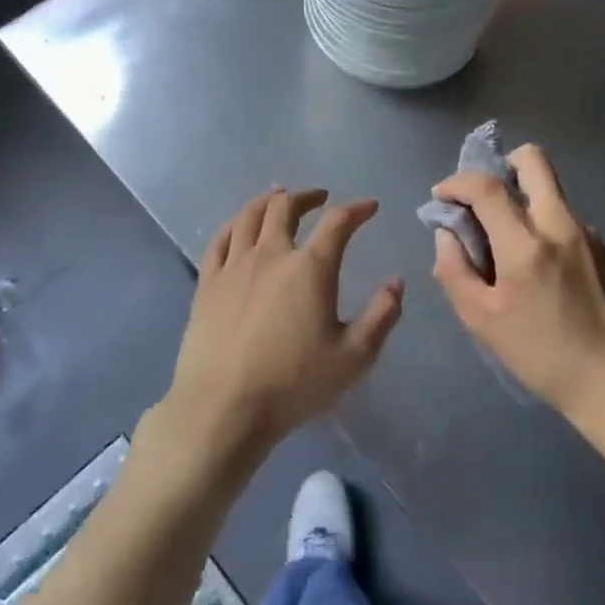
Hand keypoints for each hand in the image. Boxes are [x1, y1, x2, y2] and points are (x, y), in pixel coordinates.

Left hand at [162, 187, 402, 465]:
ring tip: (279, 197)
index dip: (357, 209)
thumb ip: (381, 316)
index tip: (370, 206)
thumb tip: (397, 282)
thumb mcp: (354, 358)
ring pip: (250, 215)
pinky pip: (220, 239)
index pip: (338, 222)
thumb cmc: (293, 384)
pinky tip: (240, 226)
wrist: (223, 407)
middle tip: (320, 198)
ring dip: (269, 200)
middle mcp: (271, 254)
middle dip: (307, 196)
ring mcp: (234, 265)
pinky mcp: (207, 282)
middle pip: (286, 206)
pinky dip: (235, 223)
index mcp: (310, 268)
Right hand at [429, 146, 604, 428]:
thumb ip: (454, 270)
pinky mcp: (603, 247)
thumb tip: (446, 234)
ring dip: (522, 199)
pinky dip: (542, 224)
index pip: (486, 186)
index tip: (442, 196)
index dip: (456, 182)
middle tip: (483, 197)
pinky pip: (564, 217)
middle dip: (501, 165)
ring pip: (549, 189)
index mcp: (526, 244)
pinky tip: (539, 266)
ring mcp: (587, 232)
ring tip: (507, 242)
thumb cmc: (542, 355)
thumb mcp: (482, 321)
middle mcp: (559, 224)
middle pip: (532, 160)